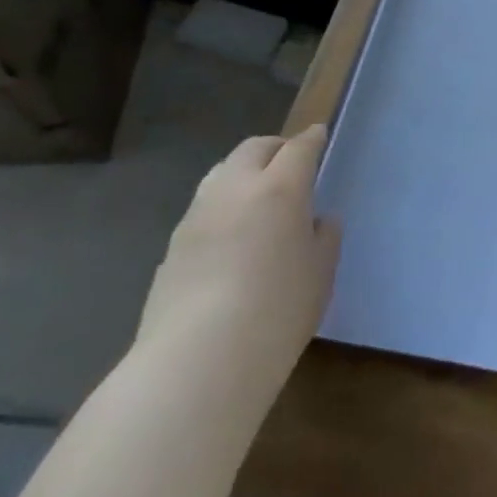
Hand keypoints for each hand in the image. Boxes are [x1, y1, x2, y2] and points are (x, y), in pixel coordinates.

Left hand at [136, 125, 341, 401]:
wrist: (197, 362)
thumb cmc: (277, 311)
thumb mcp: (320, 274)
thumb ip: (323, 238)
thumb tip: (317, 221)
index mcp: (280, 188)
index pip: (299, 148)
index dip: (312, 139)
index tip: (319, 135)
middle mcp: (235, 189)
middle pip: (254, 148)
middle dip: (276, 147)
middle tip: (290, 161)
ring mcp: (198, 215)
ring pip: (222, 172)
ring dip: (243, 172)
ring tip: (257, 195)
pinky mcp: (172, 246)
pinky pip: (203, 208)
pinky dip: (222, 205)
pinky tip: (230, 235)